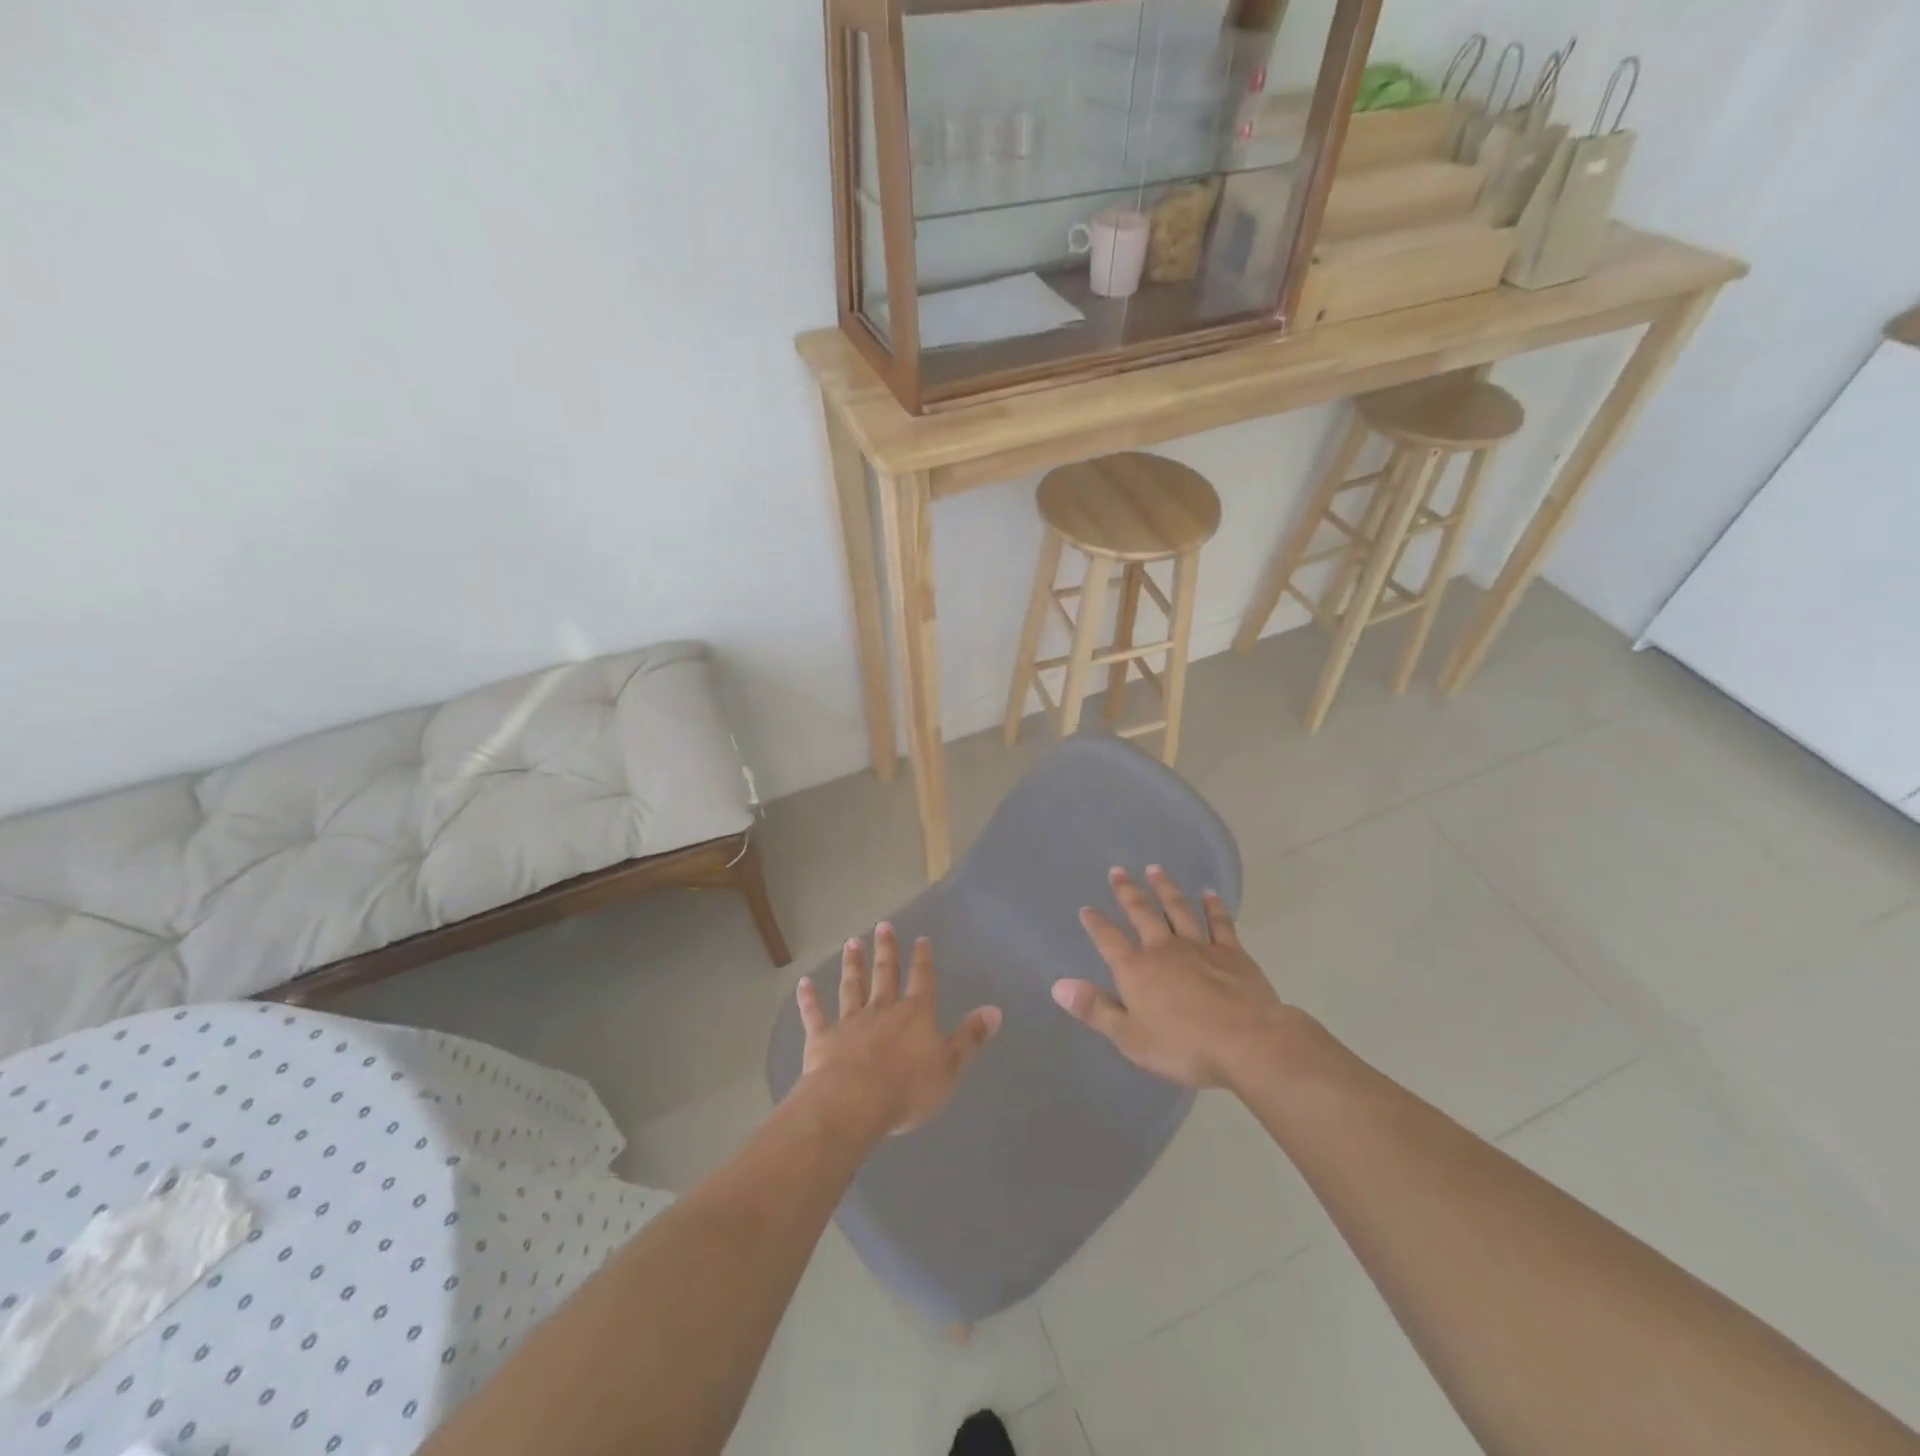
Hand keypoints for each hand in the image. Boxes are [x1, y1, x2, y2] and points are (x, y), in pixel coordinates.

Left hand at [795, 923, 1001, 1136]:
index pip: (922, 980)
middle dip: (886, 950)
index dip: (923, 960)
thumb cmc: (907, 1089)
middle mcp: (883, 1010)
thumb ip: (970, 1038)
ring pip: (852, 986)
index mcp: (915, 1015)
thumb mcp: (949, 1068)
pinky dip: (809, 999)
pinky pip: (815, 1014)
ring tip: (851, 942)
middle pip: (885, 973)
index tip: (921, 939)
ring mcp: (850, 1022)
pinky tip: (803, 983)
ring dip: (852, 964)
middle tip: (882, 925)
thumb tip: (995, 1010)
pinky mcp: (823, 1039)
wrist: (853, 1103)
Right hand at [1053, 866, 1287, 1089]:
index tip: (1087, 908)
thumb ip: (1095, 1009)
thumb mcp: (1130, 1037)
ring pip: (1177, 910)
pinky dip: (1213, 907)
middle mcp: (1163, 949)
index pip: (1109, 939)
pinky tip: (1209, 894)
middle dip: (1128, 892)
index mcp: (1136, 969)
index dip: (1096, 924)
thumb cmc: (1183, 1046)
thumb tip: (1058, 985)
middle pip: (1142, 914)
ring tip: (1155, 869)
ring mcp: (1199, 947)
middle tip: (1118, 871)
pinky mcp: (1231, 953)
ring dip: (1165, 889)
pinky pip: (1219, 923)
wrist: (1247, 1042)